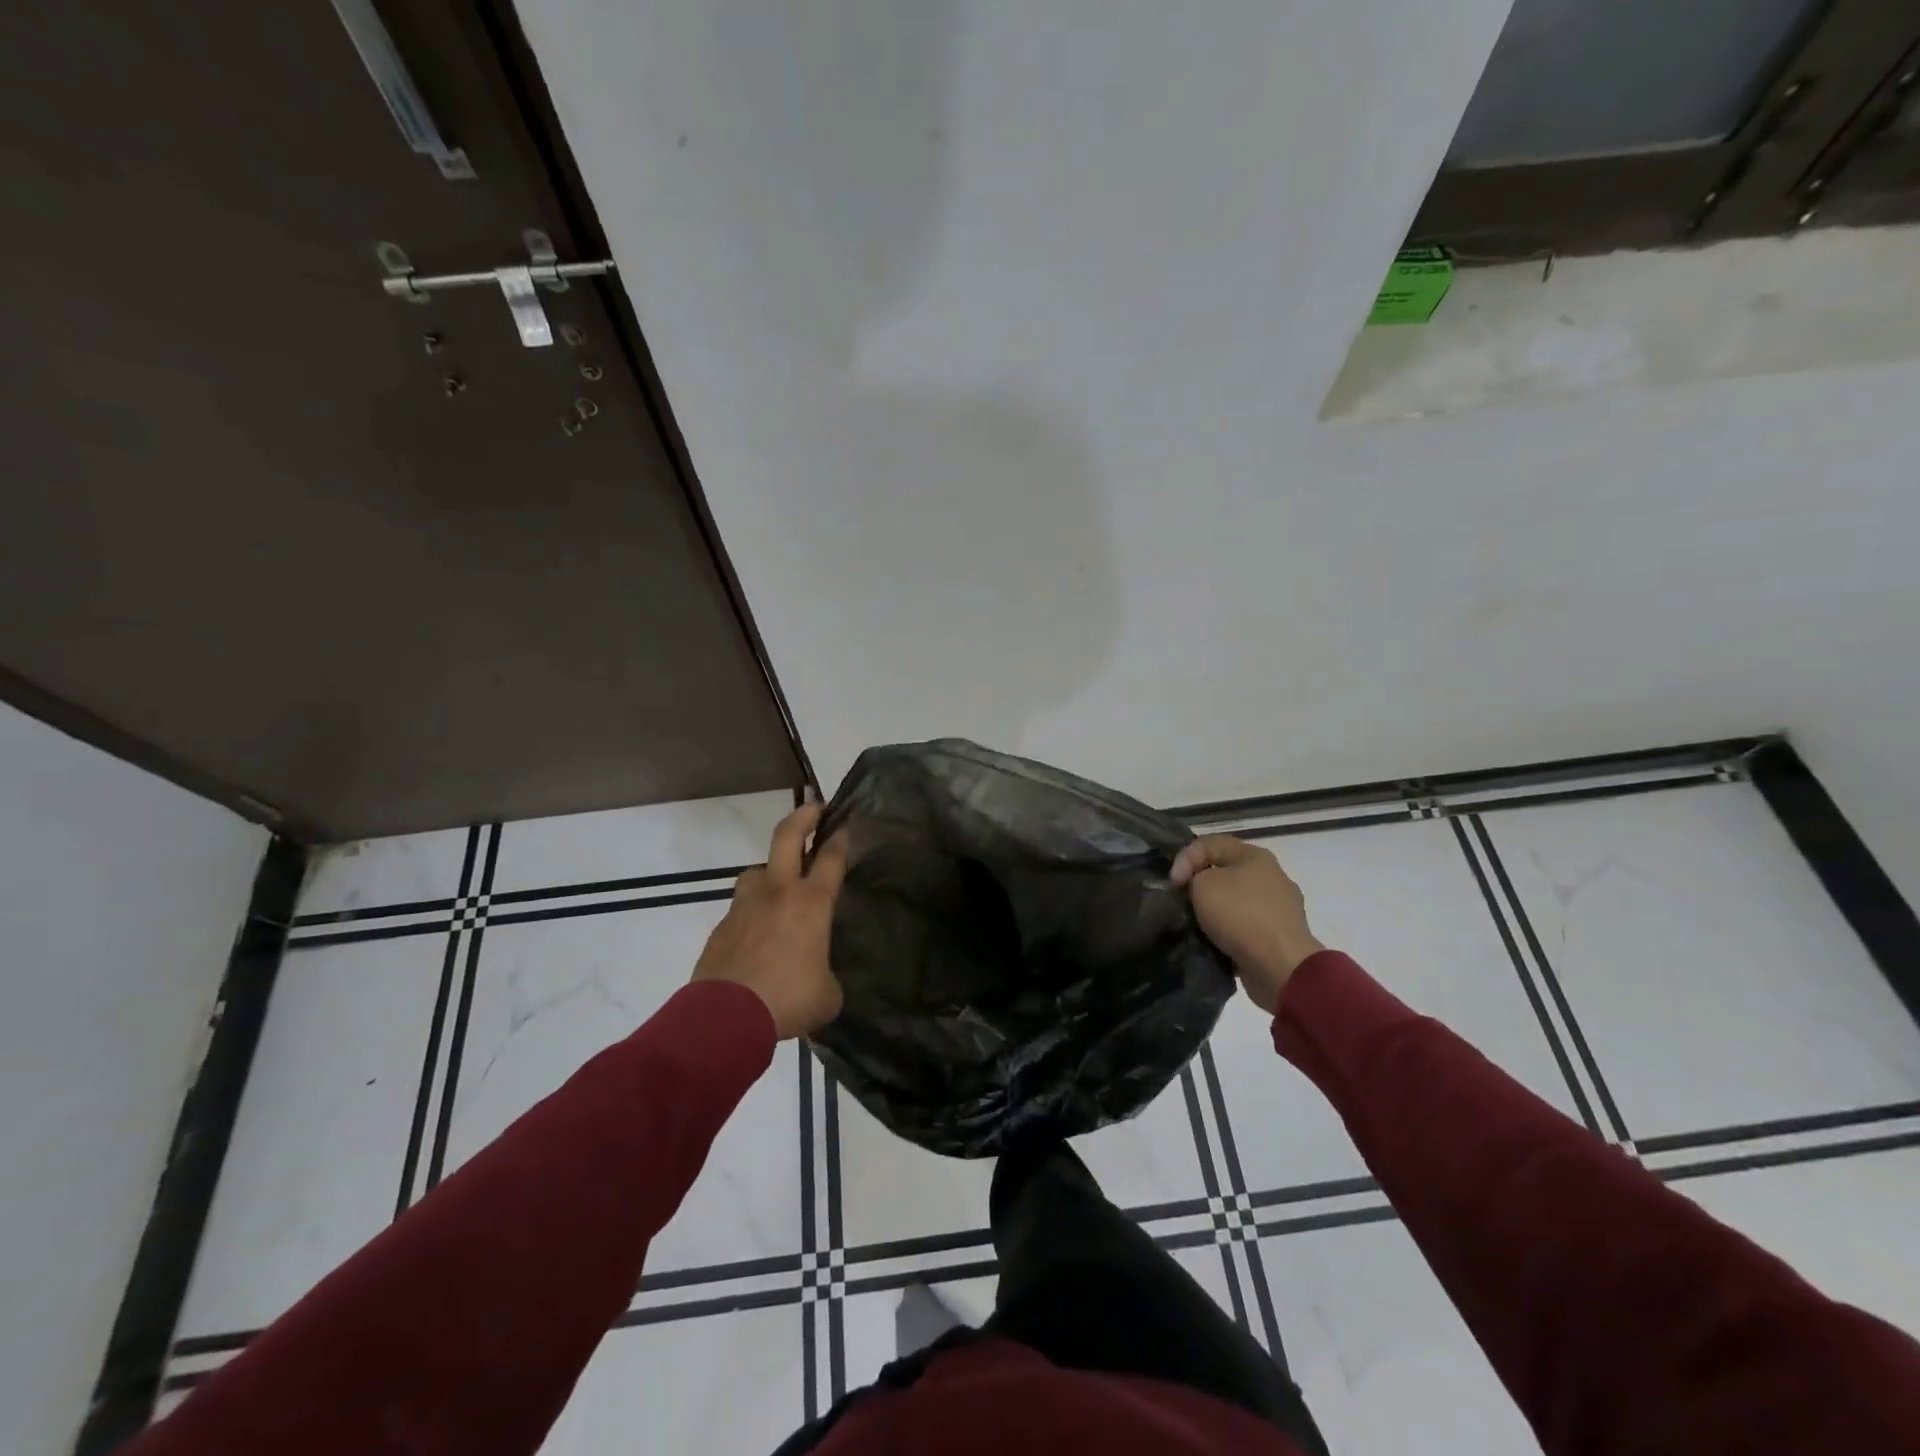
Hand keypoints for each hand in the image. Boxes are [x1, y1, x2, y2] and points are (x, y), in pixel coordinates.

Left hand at [692, 802, 848, 1039]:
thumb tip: (820, 980)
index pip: (831, 858)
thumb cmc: (788, 999)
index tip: (847, 824)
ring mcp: (745, 905)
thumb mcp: (826, 995)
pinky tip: (758, 934)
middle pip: (788, 837)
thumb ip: (828, 977)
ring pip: (757, 870)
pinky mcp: (722, 926)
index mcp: (811, 903)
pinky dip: (753, 911)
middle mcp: (778, 892)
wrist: (725, 1017)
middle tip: (815, 806)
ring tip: (779, 885)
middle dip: (804, 816)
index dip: (842, 838)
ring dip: (770, 869)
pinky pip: (741, 907)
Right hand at [1170, 835, 1324, 1013]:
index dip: (1184, 858)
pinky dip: (1229, 931)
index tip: (1173, 884)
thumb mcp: (1203, 885)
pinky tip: (1216, 941)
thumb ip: (1193, 877)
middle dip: (1199, 885)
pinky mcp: (1279, 935)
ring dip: (1214, 910)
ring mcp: (1279, 907)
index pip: (1209, 842)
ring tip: (1196, 924)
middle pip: (1224, 871)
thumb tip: (1198, 888)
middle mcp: (1271, 875)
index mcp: (1255, 855)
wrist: (1281, 966)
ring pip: (1234, 900)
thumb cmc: (1241, 915)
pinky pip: (1245, 926)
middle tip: (1182, 901)